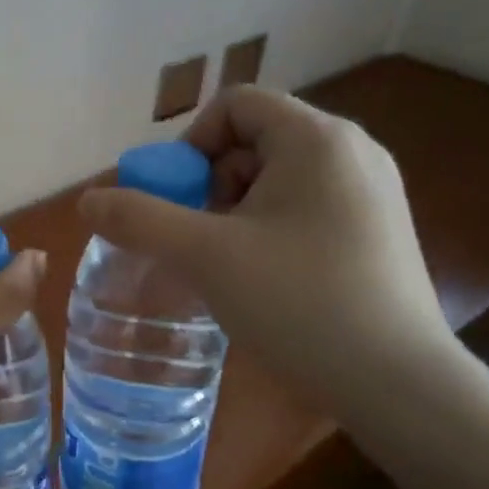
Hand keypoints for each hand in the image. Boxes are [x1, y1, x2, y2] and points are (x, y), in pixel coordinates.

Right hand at [78, 88, 452, 418]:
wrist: (400, 384)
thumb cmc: (299, 303)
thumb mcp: (205, 256)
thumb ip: (139, 220)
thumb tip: (88, 199)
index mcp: (316, 138)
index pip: (235, 104)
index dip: (191, 144)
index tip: (177, 200)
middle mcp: (353, 150)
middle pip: (256, 139)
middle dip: (212, 183)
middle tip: (200, 238)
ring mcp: (374, 191)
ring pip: (280, 176)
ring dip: (238, 209)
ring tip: (230, 264)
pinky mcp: (380, 229)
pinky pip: (308, 205)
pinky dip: (272, 227)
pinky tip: (268, 278)